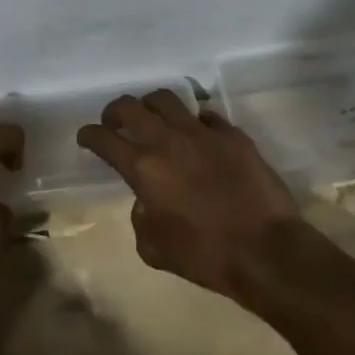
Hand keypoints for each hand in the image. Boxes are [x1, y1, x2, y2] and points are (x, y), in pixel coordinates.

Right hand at [77, 91, 301, 299]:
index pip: (103, 138)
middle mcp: (167, 141)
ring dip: (152, 106)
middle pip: (130, 106)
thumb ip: (140, 218)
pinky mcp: (233, 135)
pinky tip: (198, 137)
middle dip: (115, 111)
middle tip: (116, 123)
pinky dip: (195, 123)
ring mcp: (203, 133)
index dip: (89, 135)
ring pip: (166, 99)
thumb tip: (146, 202)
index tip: (87, 138)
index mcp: (142, 167)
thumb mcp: (154, 249)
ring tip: (154, 120)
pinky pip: (206, 116)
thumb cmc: (205, 255)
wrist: (267, 252)